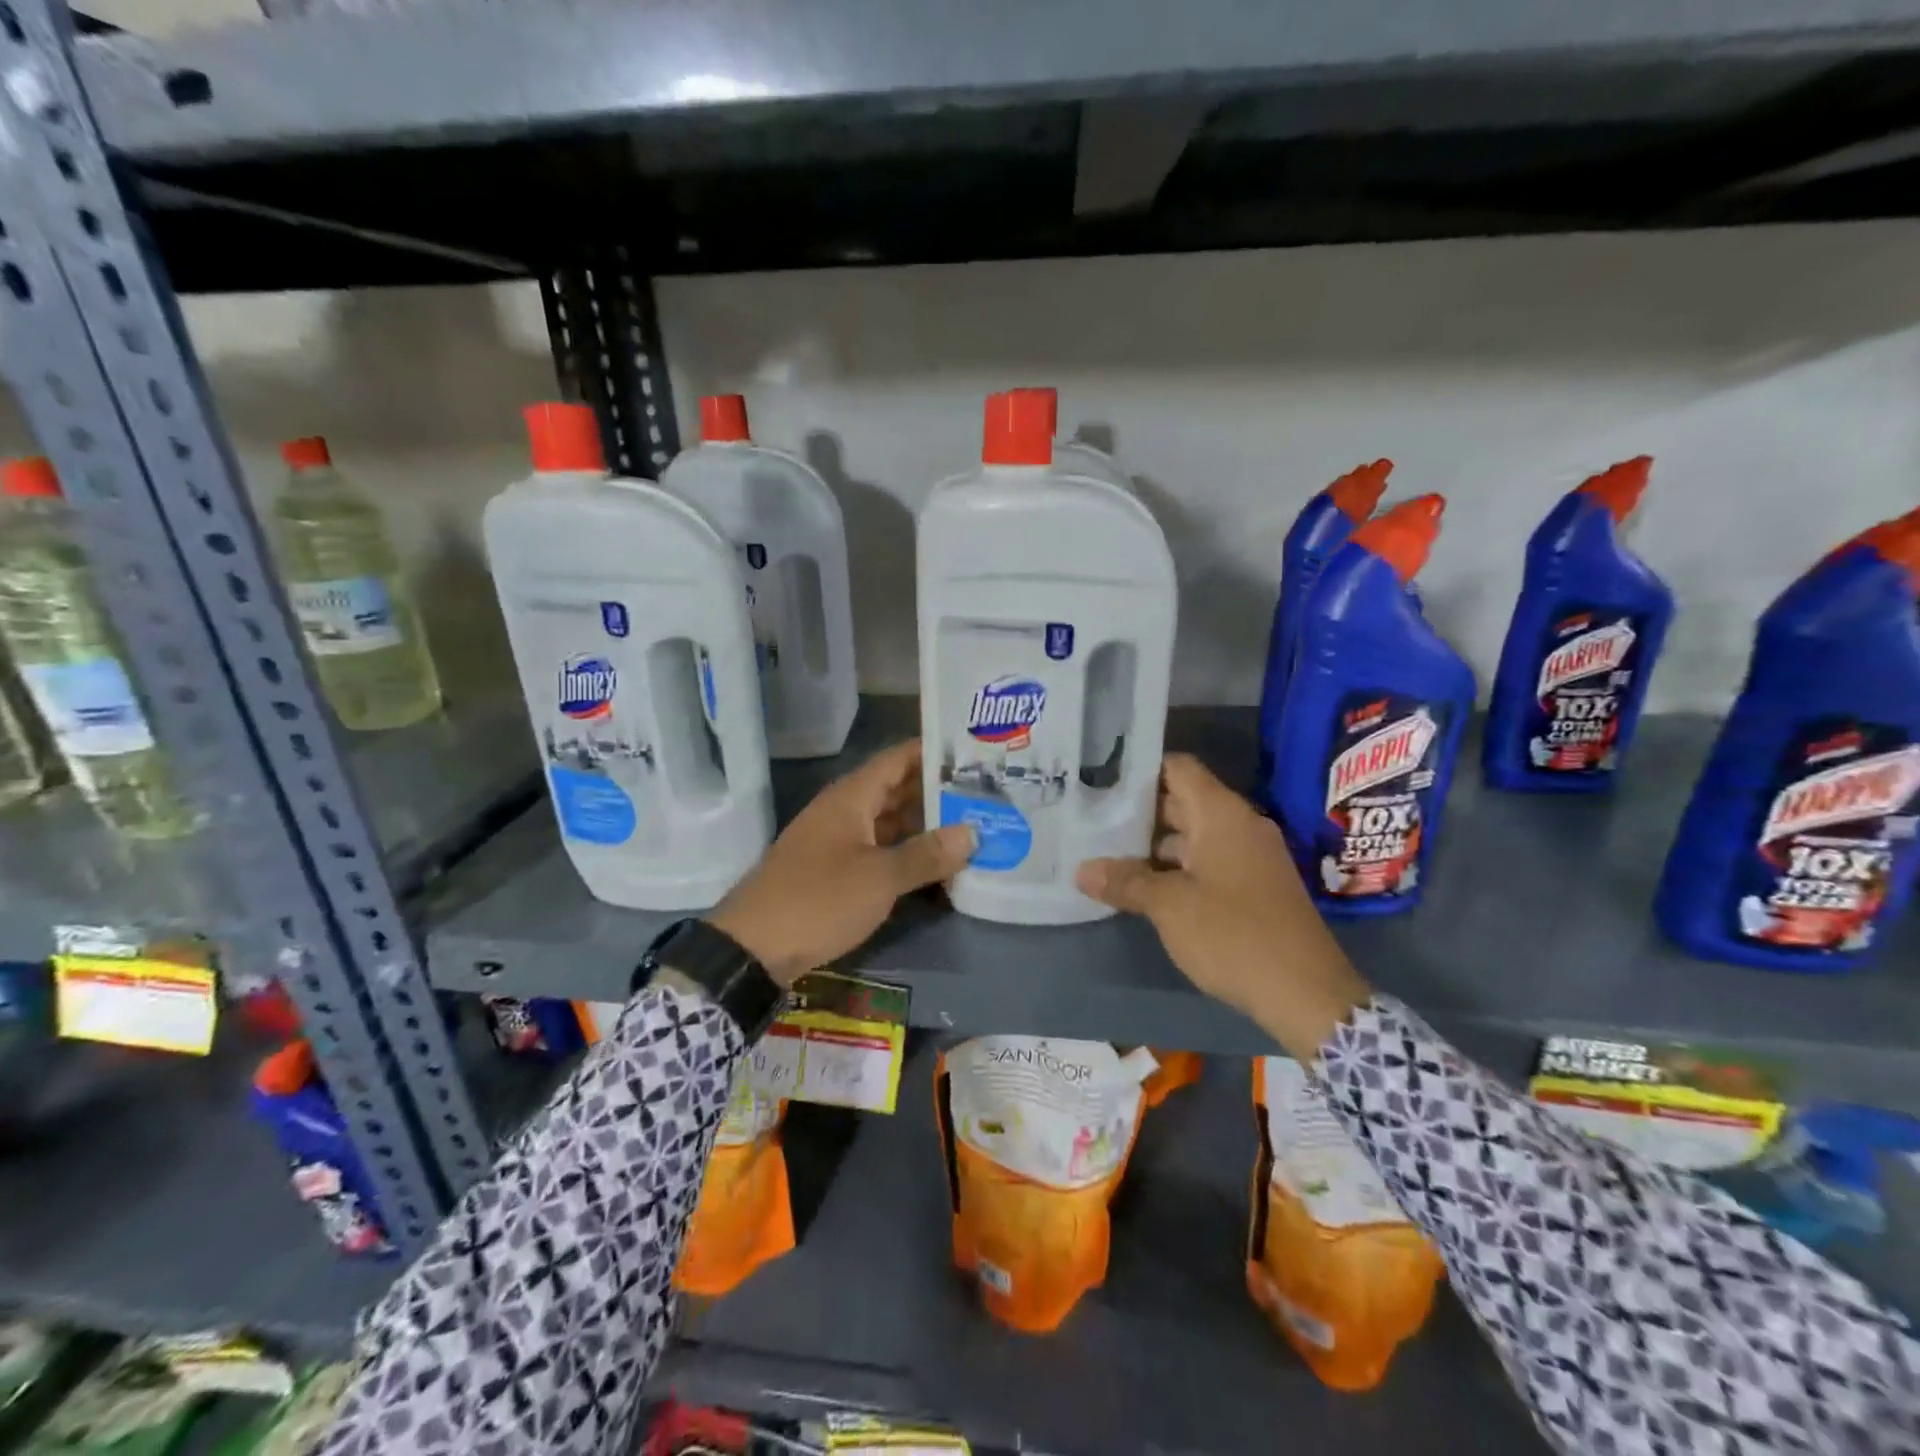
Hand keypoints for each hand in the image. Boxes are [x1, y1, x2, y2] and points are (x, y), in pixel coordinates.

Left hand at [708, 738, 973, 986]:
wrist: (753, 948)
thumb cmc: (819, 900)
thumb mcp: (879, 878)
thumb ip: (926, 854)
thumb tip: (972, 833)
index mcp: (851, 797)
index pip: (898, 758)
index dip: (934, 752)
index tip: (974, 752)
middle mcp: (844, 811)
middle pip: (897, 789)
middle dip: (938, 791)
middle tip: (985, 793)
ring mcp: (838, 841)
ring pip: (889, 822)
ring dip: (925, 825)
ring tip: (972, 826)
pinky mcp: (835, 871)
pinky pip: (879, 850)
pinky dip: (906, 853)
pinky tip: (937, 865)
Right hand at [1075, 753, 1370, 1060]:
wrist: (1306, 993)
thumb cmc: (1233, 934)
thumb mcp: (1169, 906)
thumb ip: (1125, 882)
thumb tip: (1081, 870)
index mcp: (1222, 814)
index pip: (1177, 768)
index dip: (1140, 769)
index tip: (1101, 778)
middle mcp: (1239, 826)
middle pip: (1182, 801)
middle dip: (1138, 811)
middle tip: (1092, 818)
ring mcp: (1250, 857)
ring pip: (1193, 836)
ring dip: (1154, 846)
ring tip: (1107, 853)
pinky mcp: (1254, 887)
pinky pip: (1207, 862)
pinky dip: (1176, 868)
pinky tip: (1143, 886)